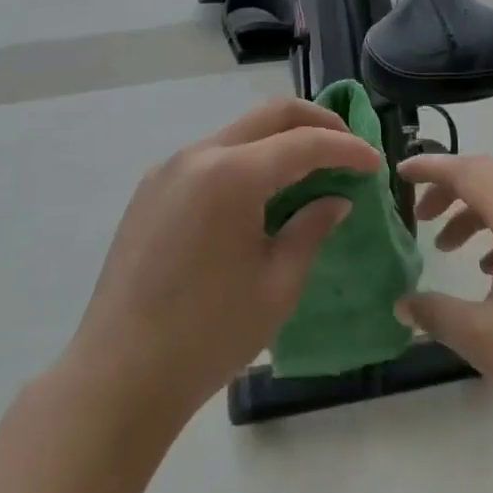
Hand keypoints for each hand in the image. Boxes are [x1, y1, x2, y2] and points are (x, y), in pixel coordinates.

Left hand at [61, 98, 380, 422]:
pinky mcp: (151, 188)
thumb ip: (311, 228)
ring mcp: (169, 167)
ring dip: (279, 141)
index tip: (375, 162)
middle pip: (270, 114)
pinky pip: (210, 157)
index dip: (347, 148)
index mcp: (232, 175)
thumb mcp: (277, 285)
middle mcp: (199, 154)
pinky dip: (245, 160)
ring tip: (308, 171)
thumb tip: (336, 198)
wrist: (117, 378)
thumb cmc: (207, 336)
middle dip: (317, 122)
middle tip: (348, 146)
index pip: (304, 142)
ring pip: (238, 132)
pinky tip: (258, 195)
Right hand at [397, 154, 492, 448]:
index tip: (400, 173)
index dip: (431, 168)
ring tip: (448, 247)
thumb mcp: (483, 337)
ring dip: (475, 211)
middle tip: (420, 214)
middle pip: (490, 176)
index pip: (468, 172)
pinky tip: (491, 271)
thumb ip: (436, 313)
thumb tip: (401, 304)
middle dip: (450, 188)